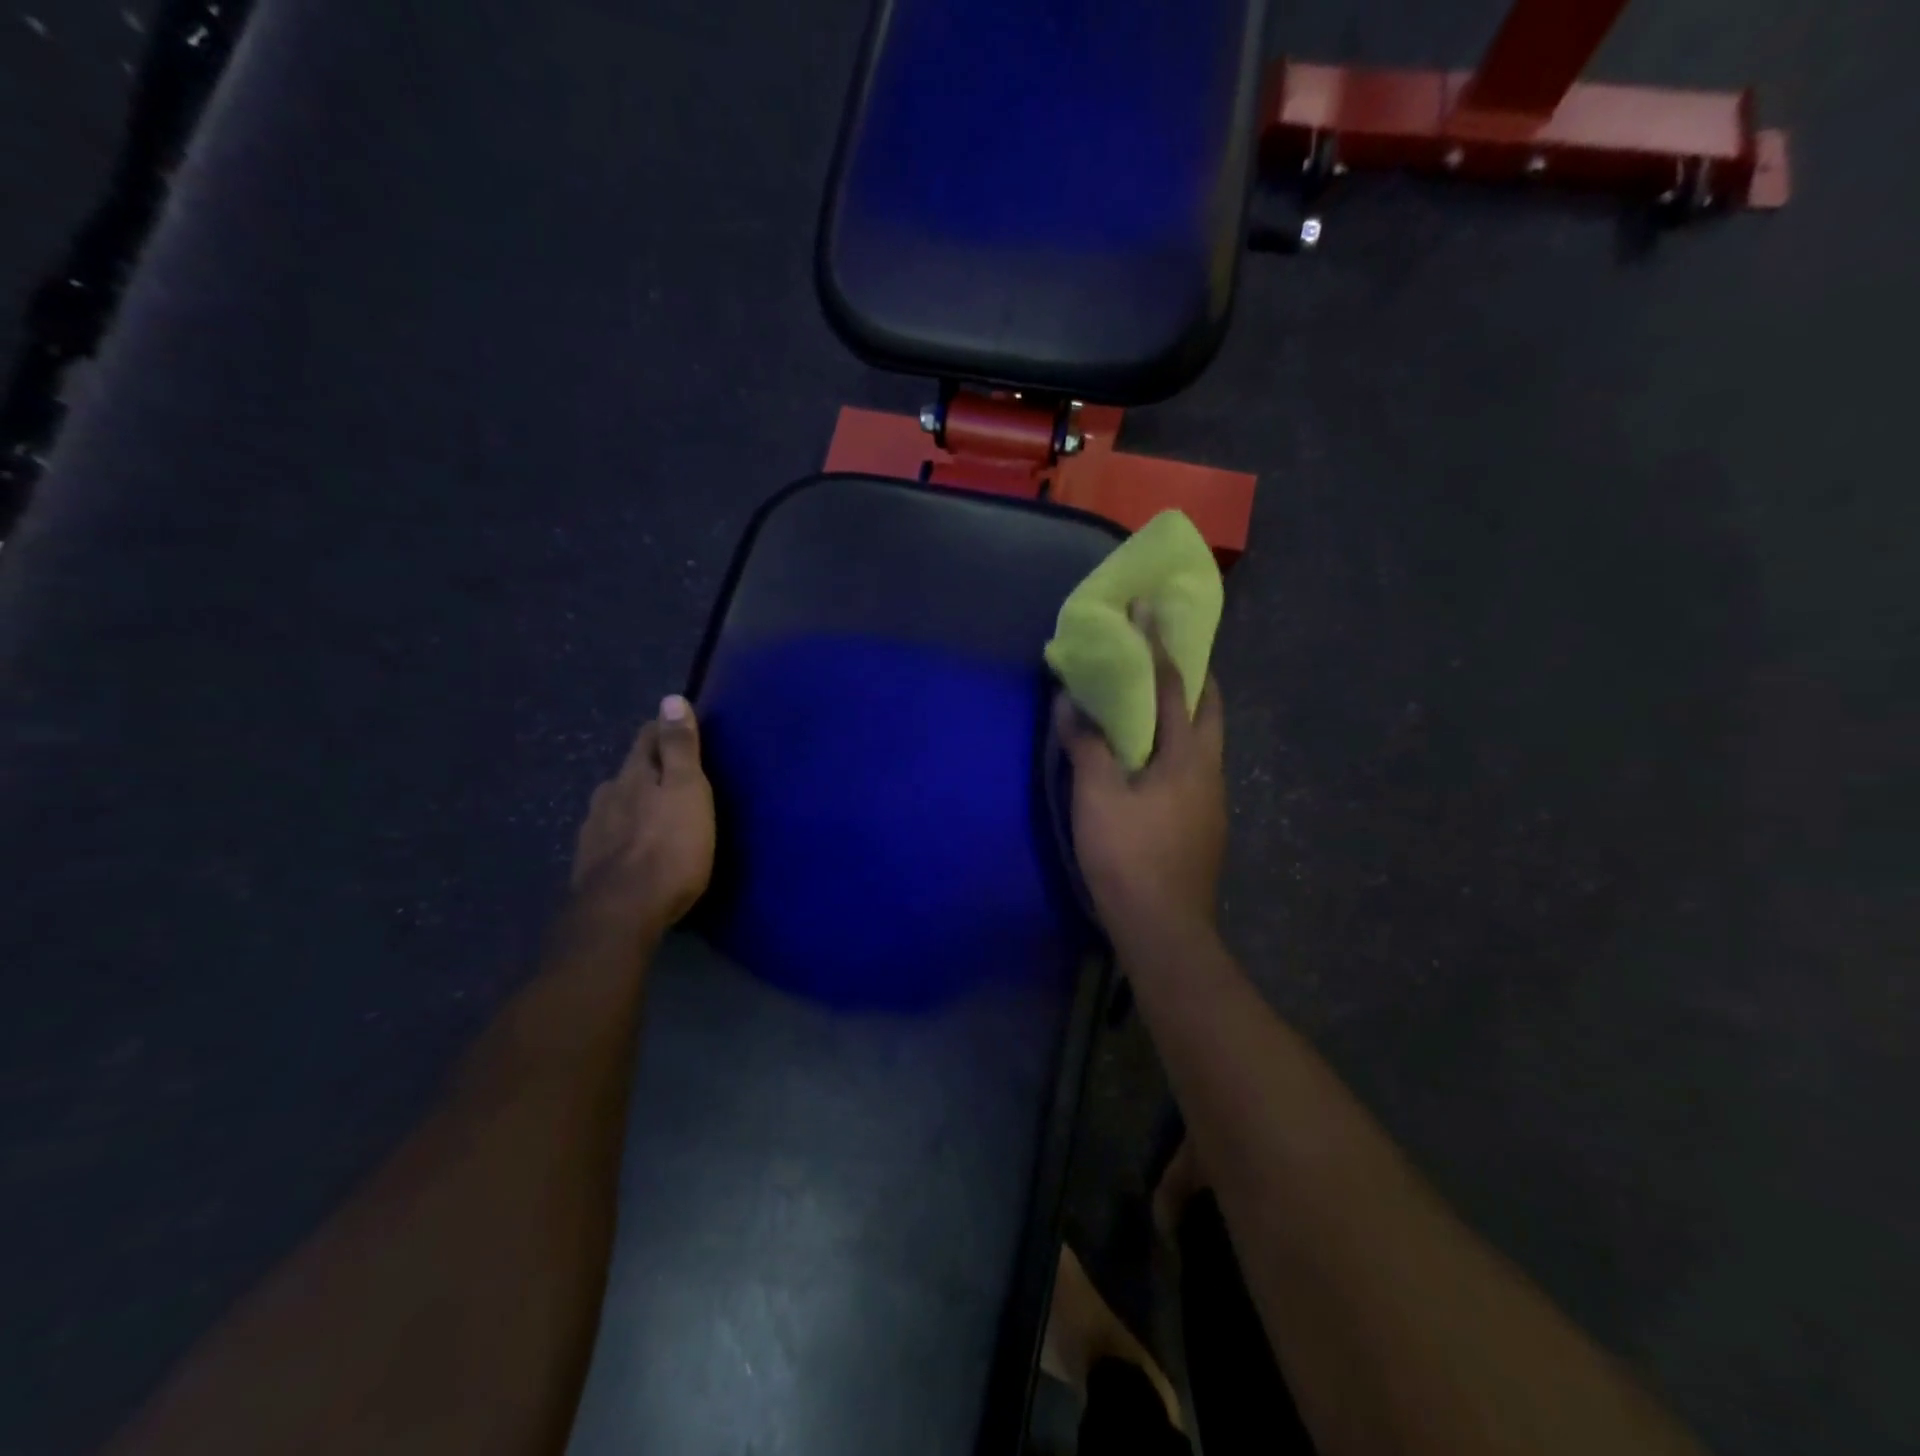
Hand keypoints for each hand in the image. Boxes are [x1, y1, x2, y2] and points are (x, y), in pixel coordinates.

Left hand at [569, 695, 715, 938]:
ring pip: (617, 805)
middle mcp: (607, 795)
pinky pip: (611, 837)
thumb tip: (671, 698)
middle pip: (629, 772)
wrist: (622, 913)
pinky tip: (634, 848)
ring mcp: (594, 831)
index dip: (664, 730)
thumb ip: (679, 747)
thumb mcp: (687, 790)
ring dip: (635, 804)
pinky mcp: (590, 865)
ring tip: (656, 815)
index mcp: (633, 774)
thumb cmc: (669, 847)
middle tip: (675, 777)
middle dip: (649, 770)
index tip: (680, 728)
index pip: (647, 738)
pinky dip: (625, 835)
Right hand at [1057, 623, 1225, 947]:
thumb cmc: (1129, 856)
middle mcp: (1210, 769)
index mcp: (1188, 755)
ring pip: (1205, 739)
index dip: (1159, 645)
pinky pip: (1195, 765)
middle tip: (1166, 653)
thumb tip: (1070, 702)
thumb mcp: (1097, 797)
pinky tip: (1154, 759)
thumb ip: (1086, 745)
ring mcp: (1212, 799)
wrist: (1164, 929)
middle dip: (1191, 675)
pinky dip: (1178, 744)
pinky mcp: (1204, 823)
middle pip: (1208, 709)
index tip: (1149, 610)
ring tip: (1155, 700)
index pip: (1174, 686)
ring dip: (1185, 711)